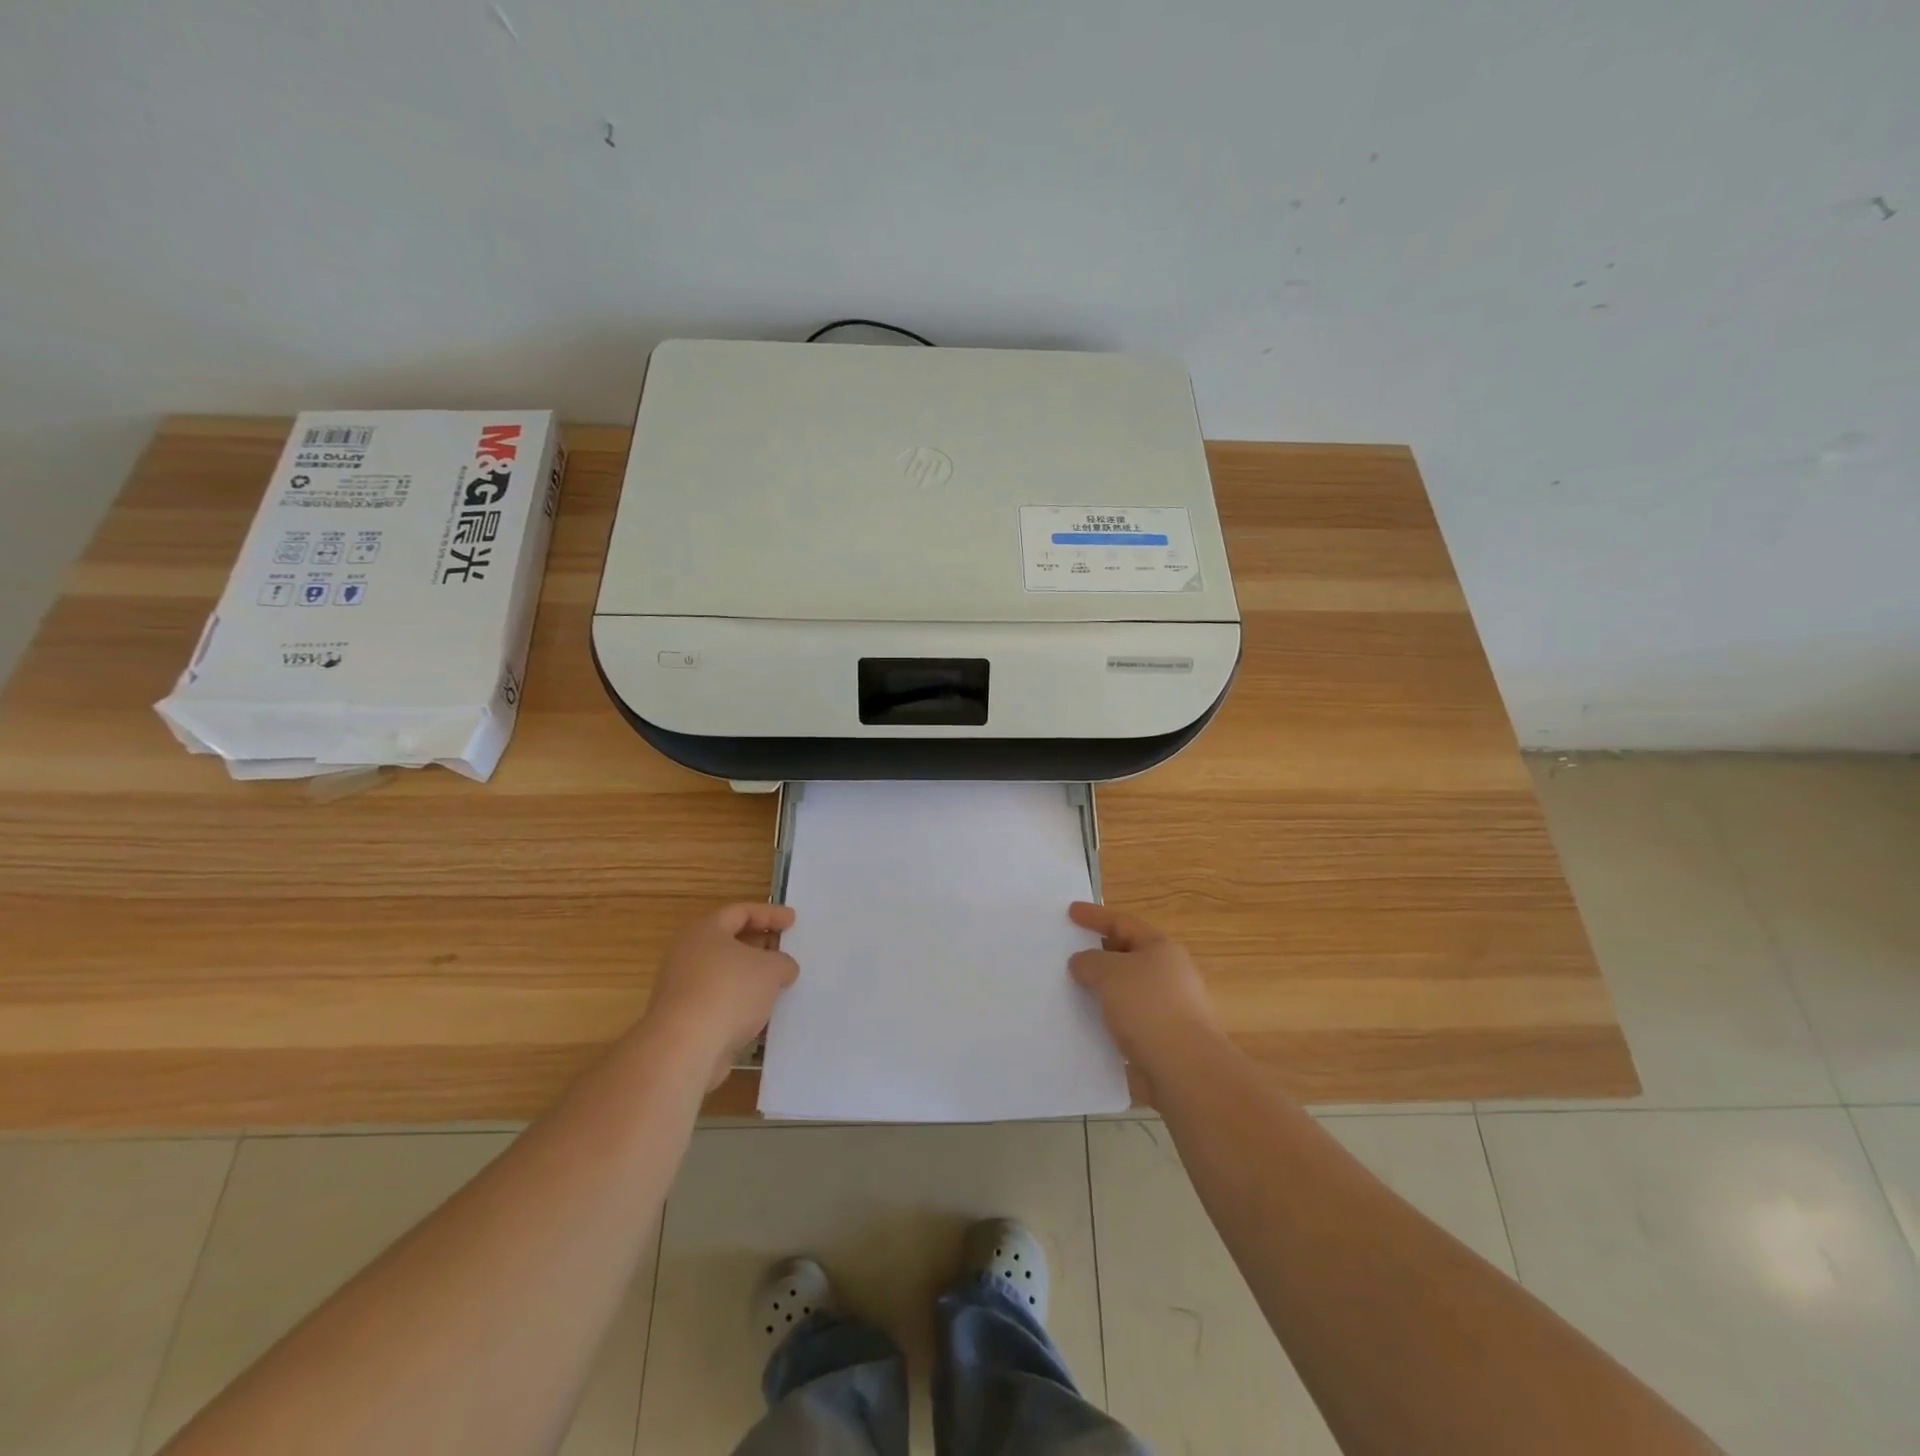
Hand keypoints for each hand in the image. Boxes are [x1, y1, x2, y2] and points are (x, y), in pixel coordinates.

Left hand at [643, 903, 798, 1088]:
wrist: (684, 1049)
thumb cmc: (729, 992)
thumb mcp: (771, 969)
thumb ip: (783, 962)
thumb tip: (783, 968)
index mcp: (705, 931)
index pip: (740, 912)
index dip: (770, 914)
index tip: (792, 922)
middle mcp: (688, 955)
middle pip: (729, 942)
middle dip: (760, 946)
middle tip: (785, 952)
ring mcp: (682, 989)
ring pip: (724, 975)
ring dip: (751, 979)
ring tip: (779, 986)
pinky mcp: (683, 1020)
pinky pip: (719, 1003)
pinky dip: (740, 1005)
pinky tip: (762, 1016)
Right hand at [1068, 902, 1221, 1071]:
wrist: (1185, 1069)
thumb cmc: (1148, 1007)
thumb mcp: (1109, 973)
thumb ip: (1089, 962)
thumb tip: (1082, 963)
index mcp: (1162, 949)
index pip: (1123, 923)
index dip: (1095, 916)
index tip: (1071, 912)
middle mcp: (1171, 974)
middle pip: (1129, 955)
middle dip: (1101, 953)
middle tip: (1072, 953)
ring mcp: (1171, 1008)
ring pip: (1129, 989)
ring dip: (1105, 988)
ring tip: (1076, 991)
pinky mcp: (1165, 1039)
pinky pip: (1130, 1019)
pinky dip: (1111, 1017)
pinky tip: (1092, 1025)